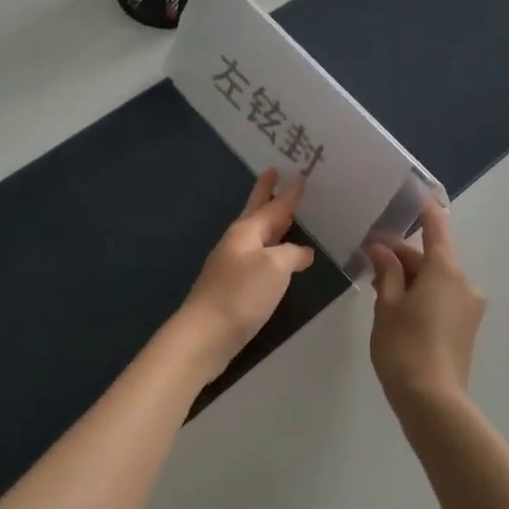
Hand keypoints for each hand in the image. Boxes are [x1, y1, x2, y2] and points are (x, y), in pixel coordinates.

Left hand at [175, 169, 315, 373]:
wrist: (205, 334)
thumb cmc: (241, 294)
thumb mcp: (275, 268)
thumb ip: (292, 254)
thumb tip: (302, 252)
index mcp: (246, 231)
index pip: (273, 206)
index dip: (289, 193)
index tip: (299, 175)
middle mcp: (237, 242)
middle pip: (256, 212)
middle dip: (266, 194)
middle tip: (274, 173)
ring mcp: (231, 264)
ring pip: (256, 235)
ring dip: (270, 223)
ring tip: (284, 215)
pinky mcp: (232, 286)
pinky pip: (256, 258)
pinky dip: (269, 250)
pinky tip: (277, 259)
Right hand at [365, 203, 485, 409]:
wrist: (434, 402)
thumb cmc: (404, 347)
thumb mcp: (387, 305)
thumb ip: (386, 272)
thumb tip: (381, 249)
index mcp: (445, 271)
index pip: (437, 229)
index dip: (426, 210)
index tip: (417, 194)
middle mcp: (464, 284)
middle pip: (432, 258)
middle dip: (402, 254)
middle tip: (369, 253)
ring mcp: (468, 308)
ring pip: (436, 279)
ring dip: (410, 276)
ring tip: (377, 282)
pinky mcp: (465, 328)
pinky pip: (442, 298)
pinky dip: (421, 293)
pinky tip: (397, 304)